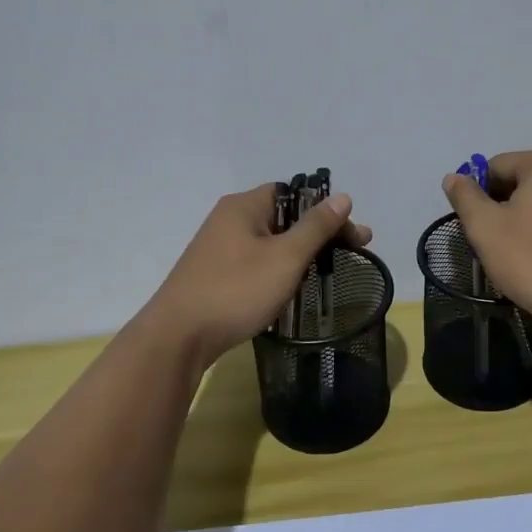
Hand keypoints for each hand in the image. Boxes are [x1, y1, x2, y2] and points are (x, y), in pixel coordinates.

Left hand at [143, 183, 373, 365]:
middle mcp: (229, 220)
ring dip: (301, 253)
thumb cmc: (236, 290)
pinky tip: (292, 288)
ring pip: (271, 242)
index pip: (294, 193)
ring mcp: (219, 248)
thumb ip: (316, 226)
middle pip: (284, 217)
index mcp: (244, 206)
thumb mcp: (285, 257)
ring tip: (327, 273)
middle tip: (353, 253)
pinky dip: (279, 269)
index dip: (326, 210)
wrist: (178, 338)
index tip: (353, 236)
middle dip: (320, 234)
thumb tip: (342, 196)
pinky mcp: (215, 275)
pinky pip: (257, 262)